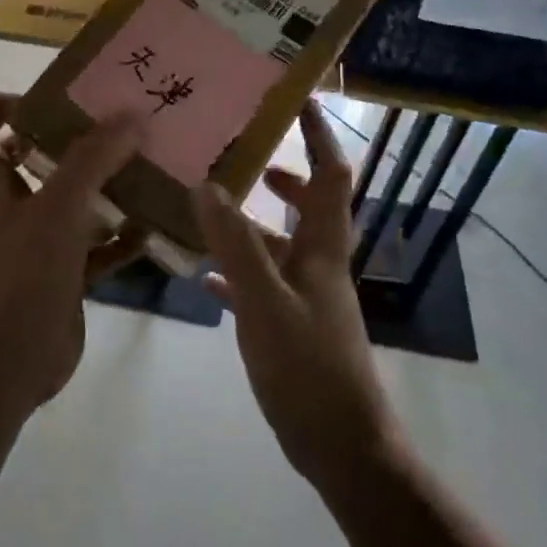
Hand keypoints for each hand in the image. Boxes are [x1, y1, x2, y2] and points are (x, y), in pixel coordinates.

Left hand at [0, 94, 147, 414]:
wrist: (6, 366)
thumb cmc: (21, 278)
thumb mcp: (57, 211)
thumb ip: (92, 161)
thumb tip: (131, 116)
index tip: (44, 101)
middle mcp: (9, 209)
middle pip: (29, 160)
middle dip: (70, 142)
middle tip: (114, 127)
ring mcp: (36, 246)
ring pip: (69, 205)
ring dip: (102, 189)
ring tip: (144, 170)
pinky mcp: (61, 278)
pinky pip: (93, 249)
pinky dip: (119, 240)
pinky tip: (152, 230)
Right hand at [194, 101, 398, 485]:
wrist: (341, 444)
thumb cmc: (309, 368)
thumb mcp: (265, 303)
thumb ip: (237, 245)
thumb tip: (208, 185)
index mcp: (323, 251)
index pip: (332, 177)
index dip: (322, 137)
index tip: (301, 102)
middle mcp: (319, 267)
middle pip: (311, 208)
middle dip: (287, 178)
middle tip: (250, 157)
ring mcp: (307, 299)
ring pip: (282, 248)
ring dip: (254, 226)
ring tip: (213, 209)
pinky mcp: (292, 329)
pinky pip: (263, 287)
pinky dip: (238, 274)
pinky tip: (206, 278)